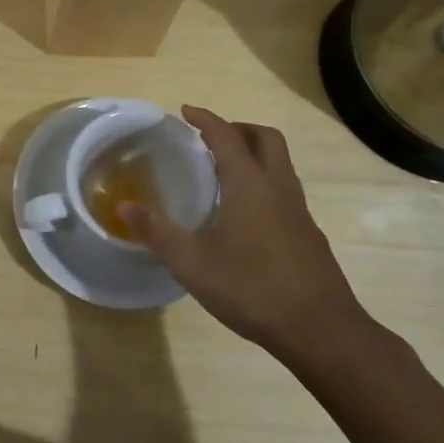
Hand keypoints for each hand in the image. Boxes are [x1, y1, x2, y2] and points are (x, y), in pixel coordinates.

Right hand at [119, 106, 374, 368]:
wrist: (321, 331)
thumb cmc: (252, 288)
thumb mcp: (191, 262)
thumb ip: (156, 231)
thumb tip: (122, 207)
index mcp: (250, 185)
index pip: (227, 136)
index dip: (206, 119)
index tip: (186, 111)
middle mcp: (279, 189)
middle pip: (266, 139)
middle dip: (238, 129)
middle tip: (210, 138)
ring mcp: (299, 212)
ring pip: (280, 165)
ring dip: (254, 155)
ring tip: (223, 173)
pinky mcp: (309, 236)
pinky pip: (285, 191)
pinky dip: (263, 184)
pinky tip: (244, 216)